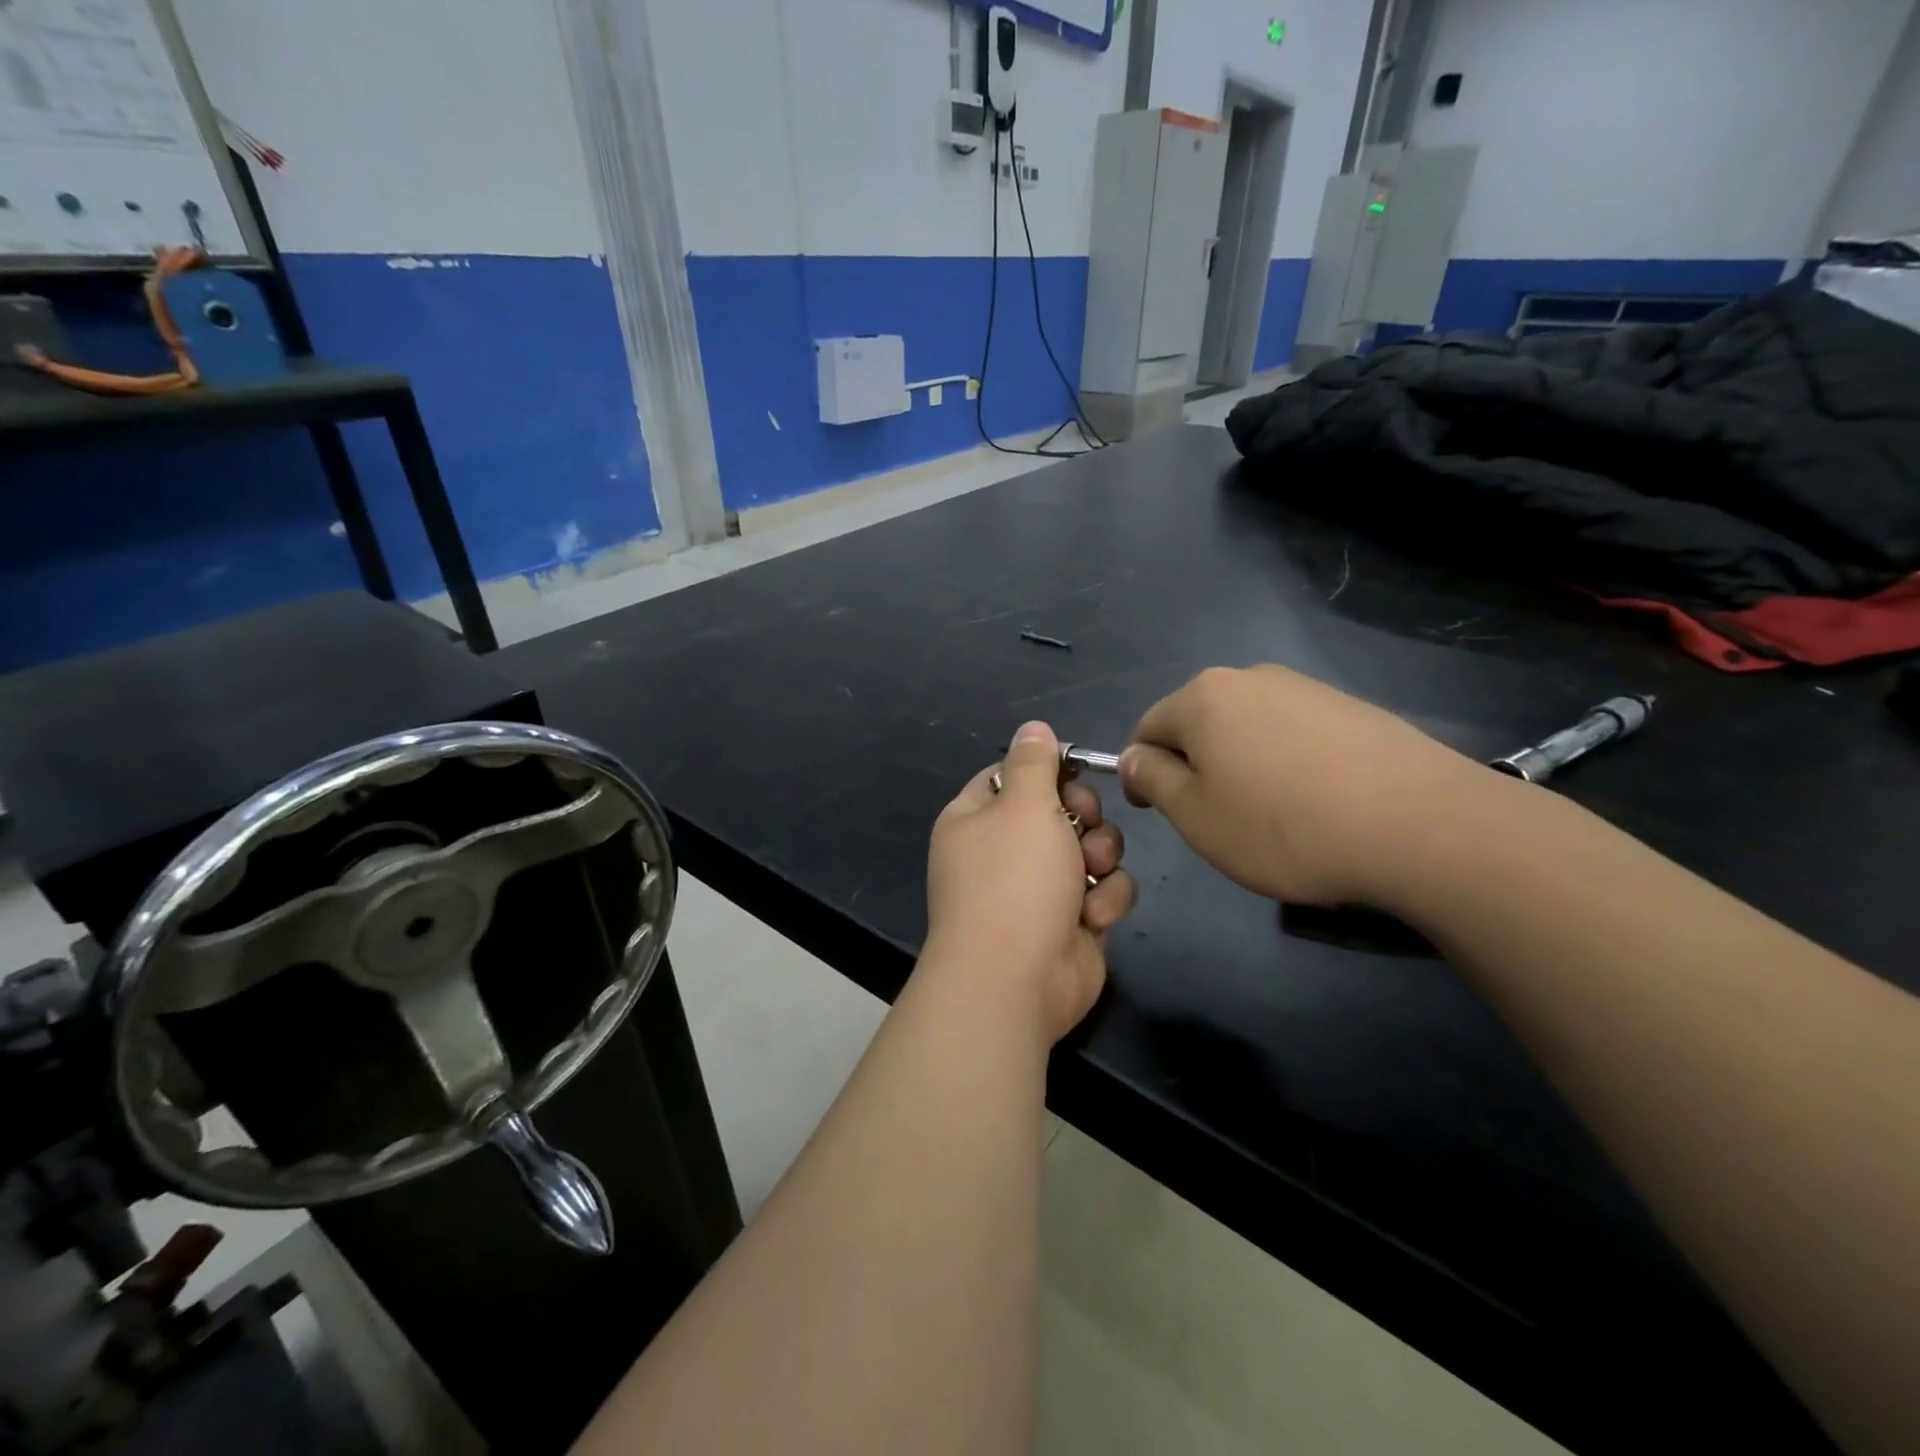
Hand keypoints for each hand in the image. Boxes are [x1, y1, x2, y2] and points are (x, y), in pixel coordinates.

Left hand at [926, 722, 1135, 1042]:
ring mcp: (1039, 889)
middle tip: (1081, 827)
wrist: (1015, 980)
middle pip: (1062, 809)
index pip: (1013, 775)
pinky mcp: (1072, 921)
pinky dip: (1105, 900)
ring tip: (1089, 873)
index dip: (1047, 771)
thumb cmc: (1013, 880)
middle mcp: (1005, 851)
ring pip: (1092, 847)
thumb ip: (1034, 762)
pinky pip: (1104, 889)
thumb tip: (1033, 727)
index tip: (1074, 772)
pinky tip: (1092, 917)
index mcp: (977, 819)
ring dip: (1101, 857)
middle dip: (1084, 816)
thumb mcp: (1023, 806)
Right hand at [1120, 665, 1491, 908]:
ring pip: (1247, 727)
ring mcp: (1306, 688)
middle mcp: (1250, 678)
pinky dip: (1286, 763)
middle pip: (1198, 722)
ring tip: (1269, 815)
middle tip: (1215, 818)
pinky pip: (1293, 733)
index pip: (1146, 728)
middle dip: (1194, 766)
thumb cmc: (1284, 827)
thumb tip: (1132, 757)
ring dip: (1241, 765)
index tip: (1157, 812)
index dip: (1141, 772)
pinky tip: (1314, 802)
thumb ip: (1152, 779)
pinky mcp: (1351, 707)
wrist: (1422, 826)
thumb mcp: (1195, 815)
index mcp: (1202, 698)